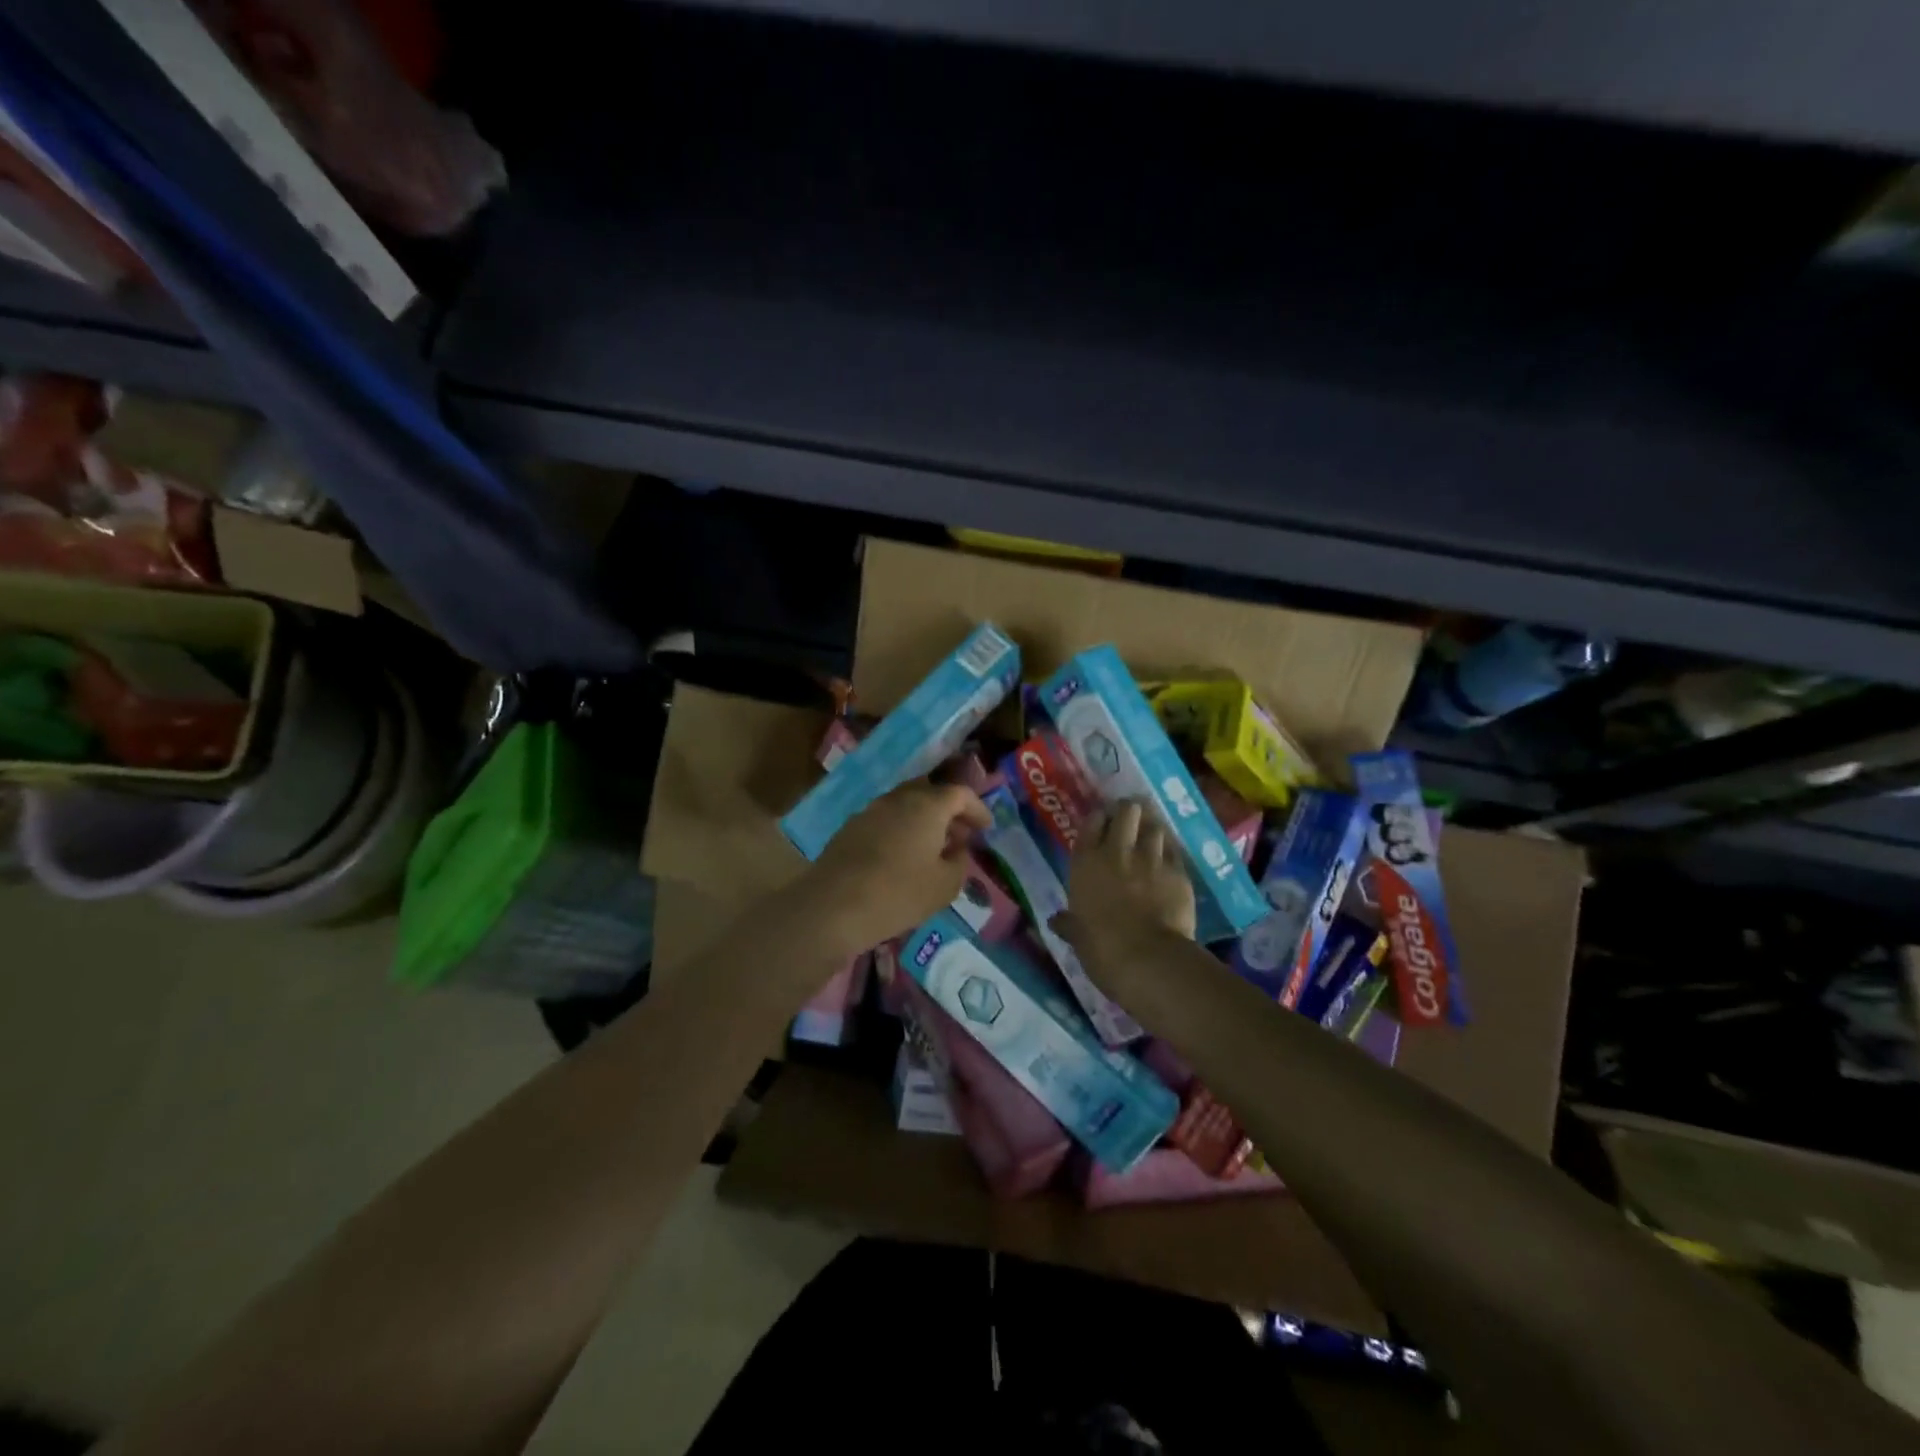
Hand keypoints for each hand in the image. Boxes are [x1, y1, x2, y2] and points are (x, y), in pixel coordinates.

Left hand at [802, 781, 991, 956]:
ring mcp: (870, 811)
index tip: (986, 827)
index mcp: (927, 806)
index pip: (960, 794)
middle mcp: (898, 799)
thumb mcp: (945, 886)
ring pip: (905, 805)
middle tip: (960, 835)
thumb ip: (960, 862)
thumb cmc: (899, 894)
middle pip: (930, 793)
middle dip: (949, 811)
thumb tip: (956, 849)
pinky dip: (901, 830)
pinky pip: (885, 820)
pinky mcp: (850, 828)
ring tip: (932, 848)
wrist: (833, 906)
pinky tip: (902, 856)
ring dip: (923, 820)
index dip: (977, 808)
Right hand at [1053, 800, 1196, 972]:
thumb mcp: (1078, 937)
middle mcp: (1117, 852)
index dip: (1098, 818)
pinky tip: (1169, 859)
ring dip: (1152, 828)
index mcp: (1086, 864)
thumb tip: (1055, 921)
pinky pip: (1174, 851)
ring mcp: (1151, 859)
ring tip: (1151, 835)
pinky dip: (1170, 852)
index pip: (1091, 823)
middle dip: (1129, 812)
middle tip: (1130, 819)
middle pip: (1127, 812)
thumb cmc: (1101, 948)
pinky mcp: (1178, 872)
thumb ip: (1069, 924)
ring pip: (1155, 827)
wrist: (1148, 959)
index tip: (1102, 820)